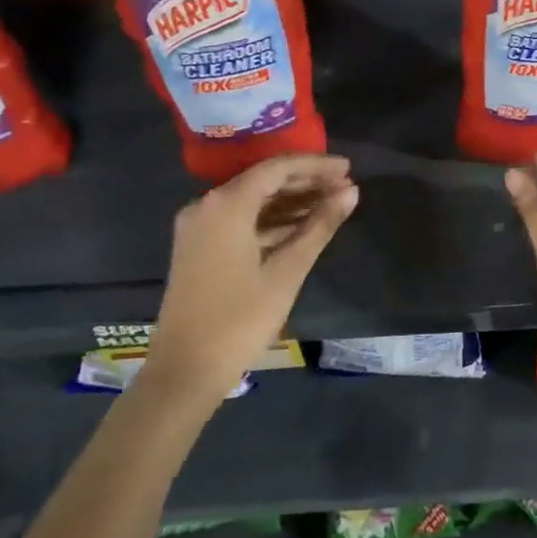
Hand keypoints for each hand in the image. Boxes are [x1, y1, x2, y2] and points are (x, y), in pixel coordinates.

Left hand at [144, 154, 358, 397]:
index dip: (316, 166)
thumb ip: (320, 225)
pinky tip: (302, 226)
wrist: (185, 371)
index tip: (348, 167)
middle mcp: (207, 205)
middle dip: (306, 182)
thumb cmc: (240, 319)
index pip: (278, 168)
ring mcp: (199, 226)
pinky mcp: (199, 246)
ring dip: (291, 201)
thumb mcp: (288, 270)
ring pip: (253, 200)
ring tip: (332, 204)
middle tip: (345, 186)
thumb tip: (351, 191)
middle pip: (264, 181)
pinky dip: (272, 220)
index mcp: (226, 204)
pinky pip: (241, 219)